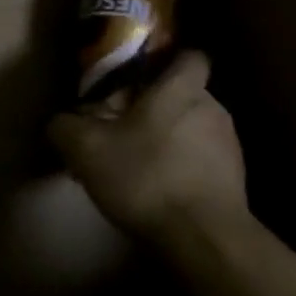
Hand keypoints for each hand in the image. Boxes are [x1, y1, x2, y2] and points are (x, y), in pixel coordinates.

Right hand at [48, 51, 248, 246]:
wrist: (204, 240)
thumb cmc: (147, 177)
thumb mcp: (87, 150)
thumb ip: (66, 127)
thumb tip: (59, 122)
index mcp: (181, 89)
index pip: (190, 56)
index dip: (168, 61)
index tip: (142, 76)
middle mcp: (213, 108)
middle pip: (185, 96)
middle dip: (158, 109)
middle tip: (125, 129)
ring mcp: (230, 146)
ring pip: (195, 131)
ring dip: (172, 142)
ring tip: (141, 168)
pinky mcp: (237, 182)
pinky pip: (204, 164)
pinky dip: (184, 171)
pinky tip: (161, 195)